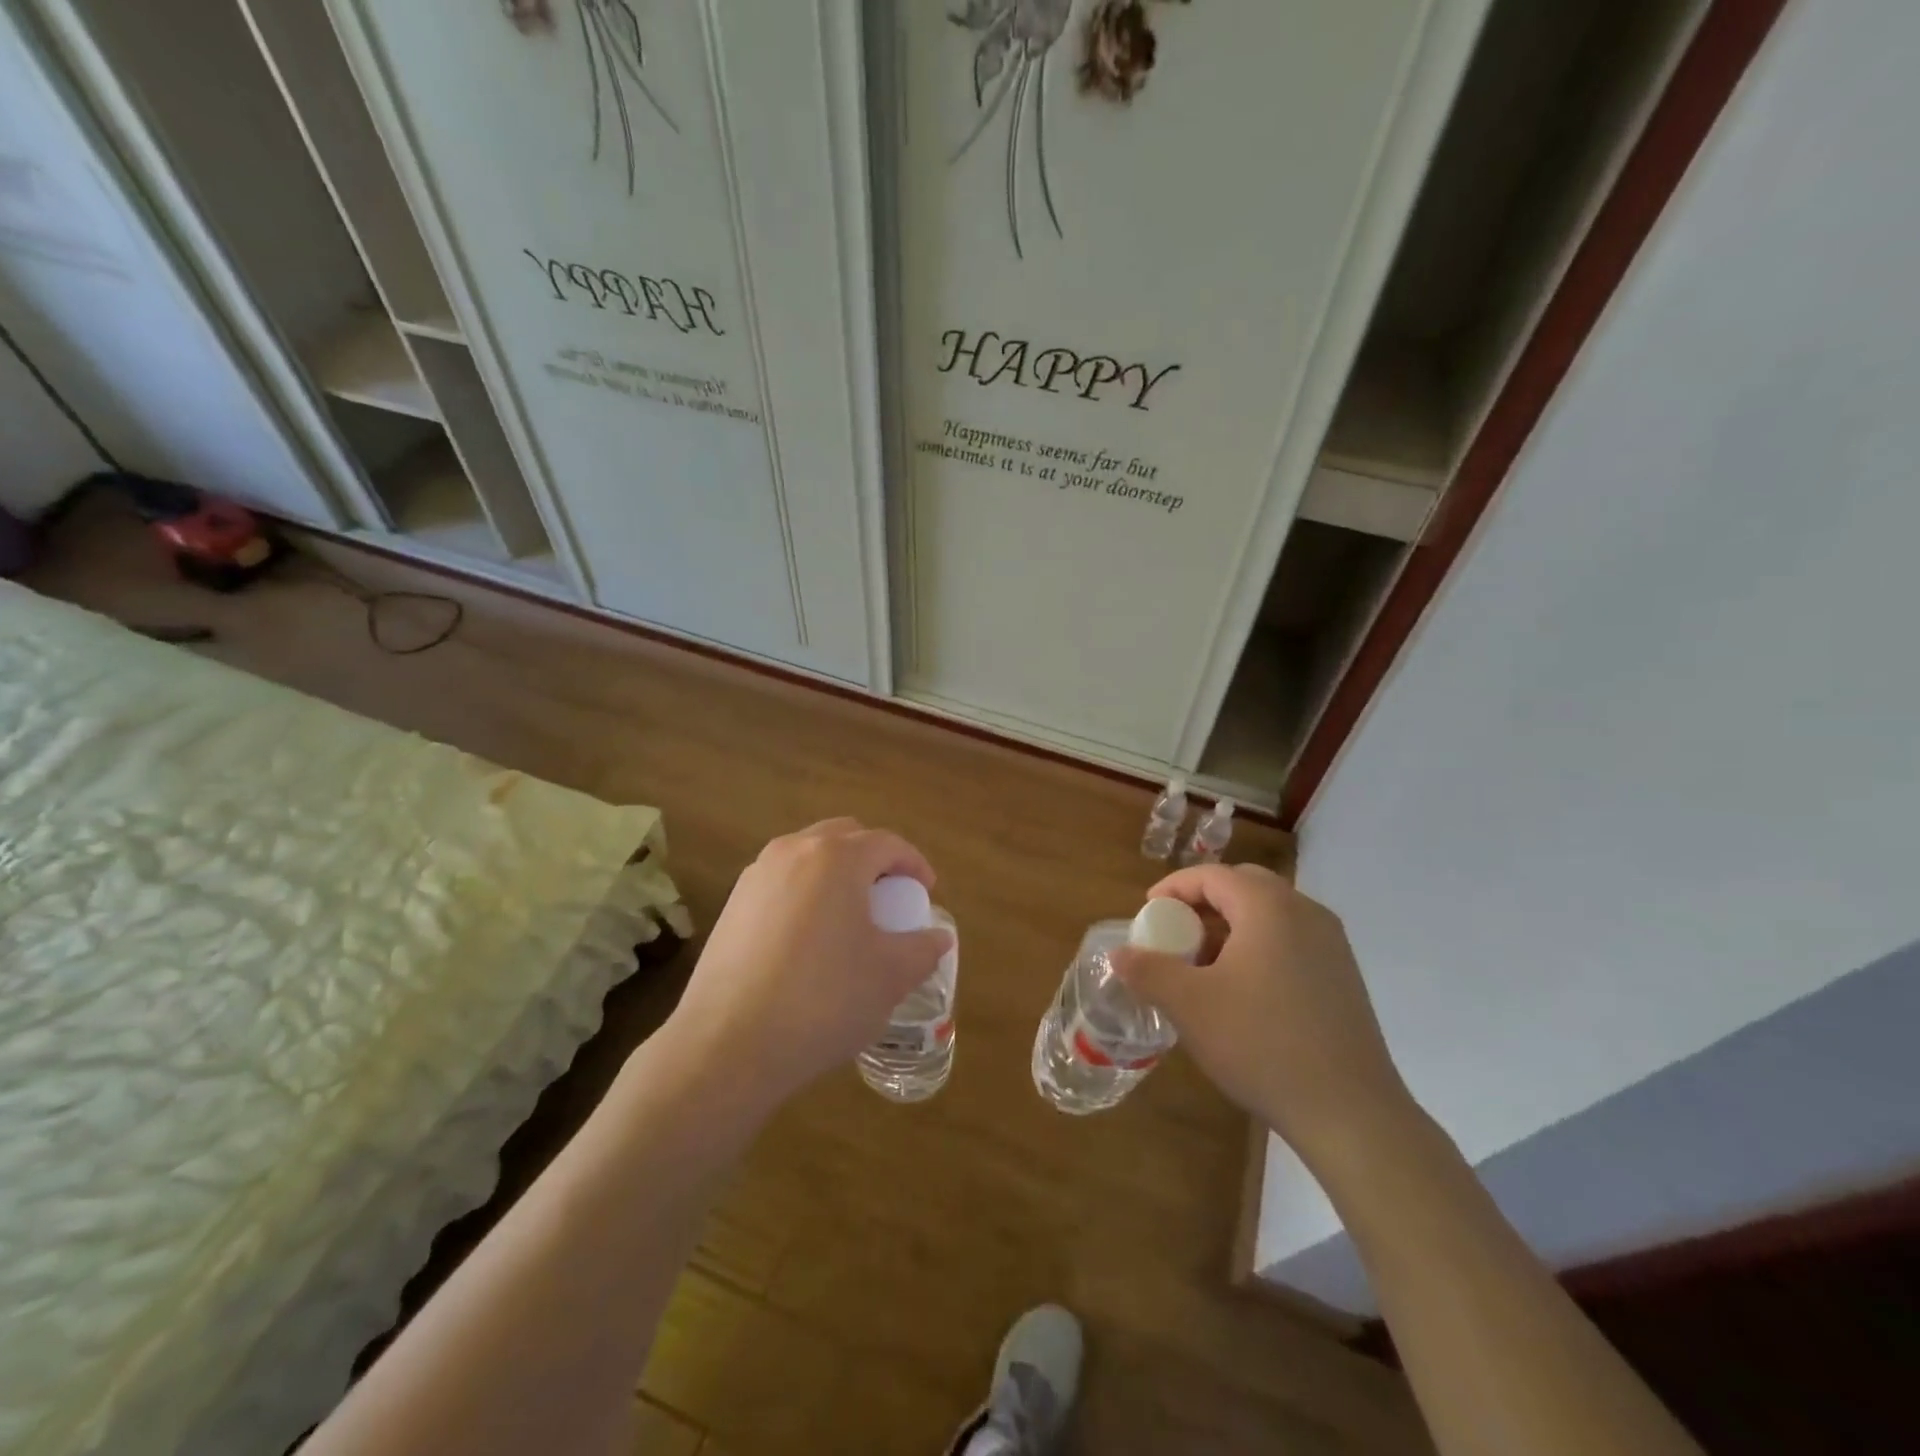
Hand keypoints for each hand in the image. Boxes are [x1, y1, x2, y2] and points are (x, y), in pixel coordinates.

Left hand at [664, 818, 952, 1109]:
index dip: (914, 864)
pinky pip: (781, 883)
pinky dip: (805, 895)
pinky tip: (810, 941)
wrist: (728, 1044)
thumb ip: (923, 948)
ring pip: (808, 858)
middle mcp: (793, 851)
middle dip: (873, 860)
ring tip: (850, 918)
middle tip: (890, 898)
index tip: (926, 893)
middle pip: (844, 838)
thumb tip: (938, 937)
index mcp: (837, 857)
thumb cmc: (823, 999)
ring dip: (836, 875)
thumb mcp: (890, 976)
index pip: (887, 843)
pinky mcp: (731, 905)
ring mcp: (756, 876)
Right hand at [1111, 863, 1419, 1173]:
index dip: (1174, 888)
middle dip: (1203, 903)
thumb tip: (1119, 953)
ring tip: (1204, 966)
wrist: (1351, 1113)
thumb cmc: (1262, 1044)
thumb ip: (1148, 971)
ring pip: (1269, 914)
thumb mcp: (1190, 1005)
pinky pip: (1291, 939)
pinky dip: (1259, 946)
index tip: (1147, 913)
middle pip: (1244, 886)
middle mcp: (1305, 912)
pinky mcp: (1344, 976)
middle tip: (1175, 934)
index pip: (1212, 875)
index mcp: (1268, 907)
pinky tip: (1244, 991)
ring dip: (1231, 926)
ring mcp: (1331, 944)